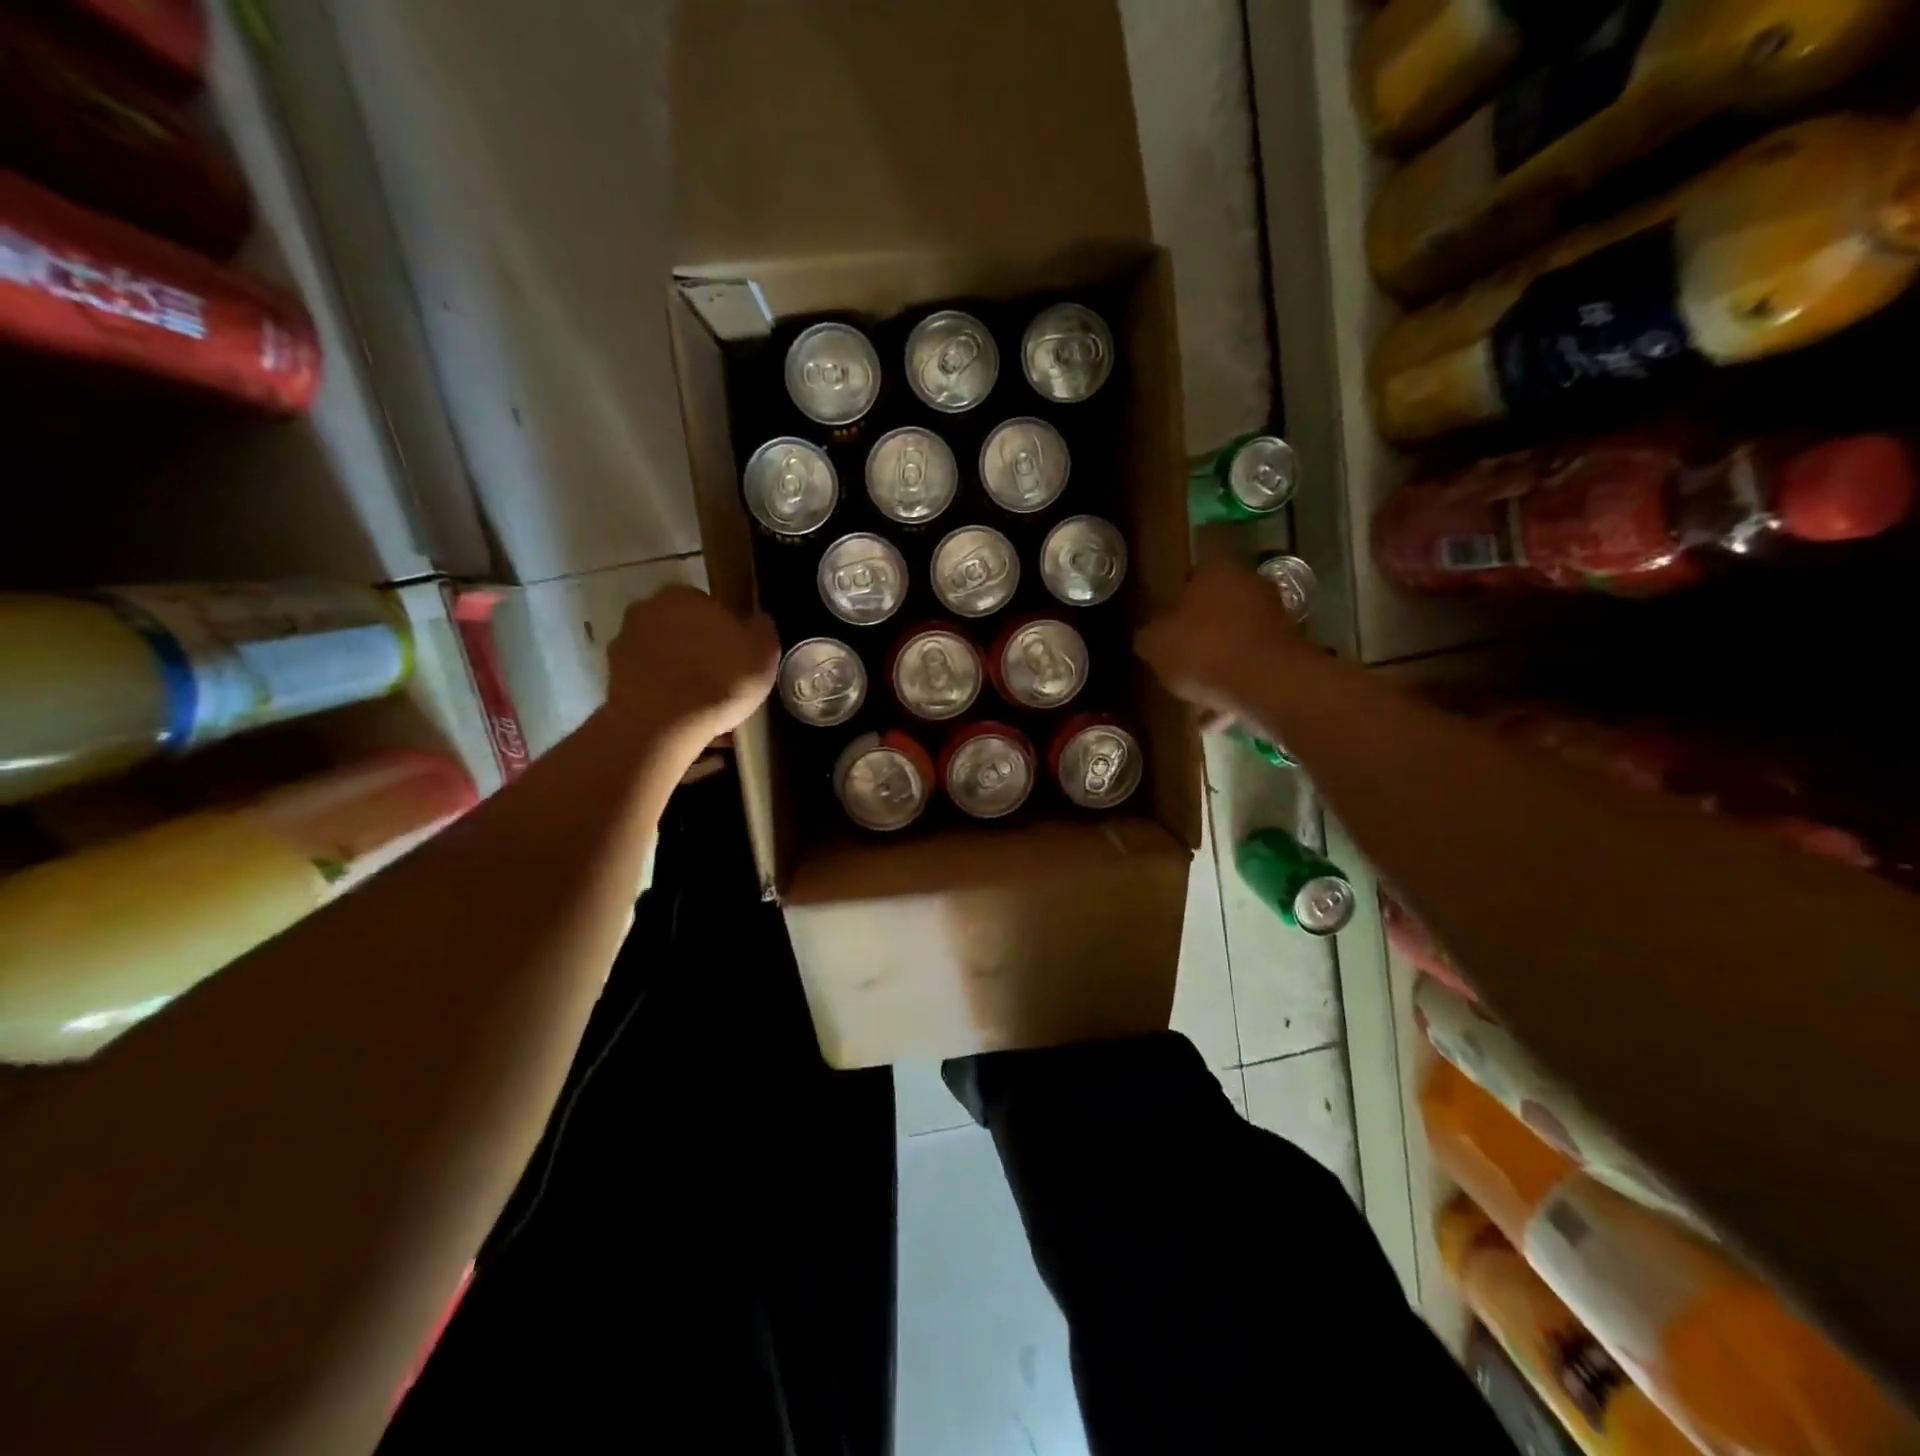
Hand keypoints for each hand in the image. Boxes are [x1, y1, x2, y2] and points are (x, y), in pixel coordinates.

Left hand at [602, 586, 779, 756]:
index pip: (711, 606)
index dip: (726, 632)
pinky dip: (662, 692)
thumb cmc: (720, 680)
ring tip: (701, 704)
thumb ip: (762, 629)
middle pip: (682, 627)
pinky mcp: (612, 677)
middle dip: (698, 648)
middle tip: (720, 679)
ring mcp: (625, 643)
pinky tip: (681, 717)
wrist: (662, 725)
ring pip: (663, 654)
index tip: (737, 657)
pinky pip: (648, 681)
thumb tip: (757, 620)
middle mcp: (648, 609)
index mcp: (685, 595)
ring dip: (678, 670)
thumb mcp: (764, 652)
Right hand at [1136, 561, 1309, 724]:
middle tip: (1180, 658)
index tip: (1166, 625)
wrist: (1266, 683)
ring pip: (1237, 638)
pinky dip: (1237, 683)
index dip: (1176, 601)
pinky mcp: (1289, 649)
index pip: (1191, 576)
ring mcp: (1275, 616)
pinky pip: (1253, 664)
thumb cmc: (1203, 650)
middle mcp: (1250, 583)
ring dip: (1220, 662)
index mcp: (1216, 570)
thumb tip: (1148, 636)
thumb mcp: (1155, 645)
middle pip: (1218, 607)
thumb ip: (1148, 636)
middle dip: (1200, 632)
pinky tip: (1218, 714)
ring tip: (1197, 696)